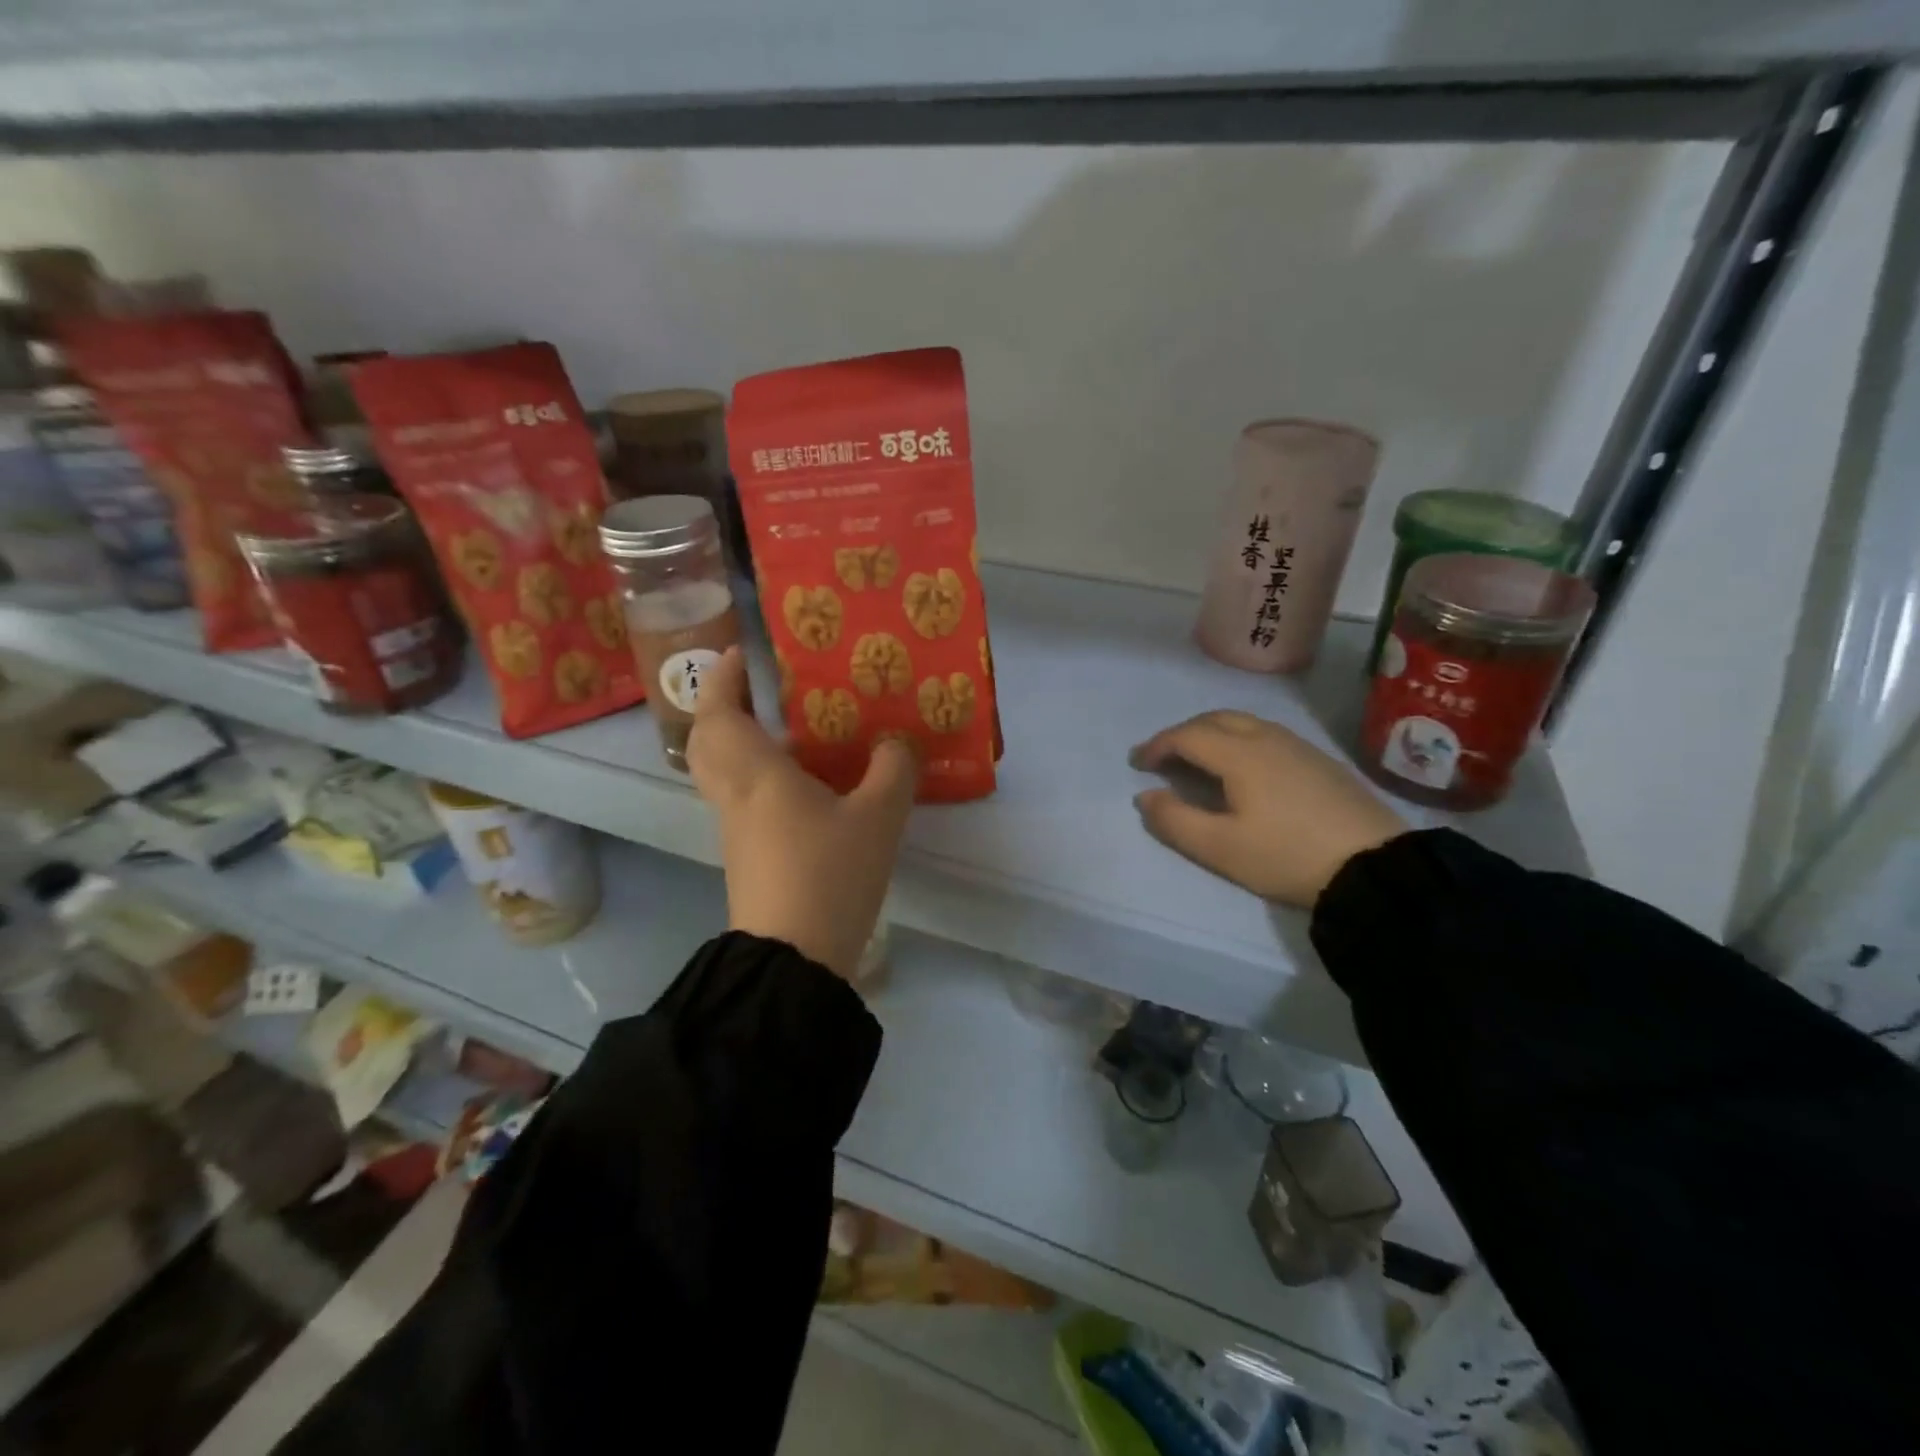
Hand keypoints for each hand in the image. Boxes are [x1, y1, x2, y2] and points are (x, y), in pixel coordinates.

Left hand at [688, 648, 918, 978]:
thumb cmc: (830, 875)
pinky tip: (808, 783)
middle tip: (759, 691)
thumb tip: (895, 744)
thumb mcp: (879, 818)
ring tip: (792, 730)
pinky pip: (744, 798)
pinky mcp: (748, 855)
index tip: (740, 653)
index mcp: (757, 775)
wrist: (795, 959)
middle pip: (706, 742)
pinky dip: (762, 776)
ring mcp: (737, 829)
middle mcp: (737, 796)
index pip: (719, 714)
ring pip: (723, 772)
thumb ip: (892, 770)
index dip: (723, 679)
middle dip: (723, 708)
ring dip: (744, 742)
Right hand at [1130, 710, 1405, 907]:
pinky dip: (1240, 740)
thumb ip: (1174, 821)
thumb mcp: (1220, 848)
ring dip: (1213, 733)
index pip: (1187, 735)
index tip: (1138, 763)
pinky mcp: (1321, 760)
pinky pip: (1267, 735)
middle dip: (1183, 732)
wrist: (1376, 866)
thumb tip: (1145, 796)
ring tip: (1200, 760)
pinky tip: (1246, 769)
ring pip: (1244, 723)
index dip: (1158, 745)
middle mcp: (1268, 738)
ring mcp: (1299, 746)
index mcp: (1240, 754)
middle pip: (1215, 718)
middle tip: (1165, 757)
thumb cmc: (1288, 855)